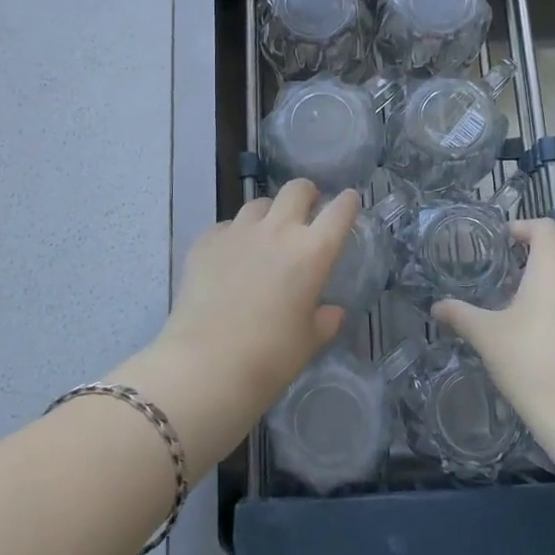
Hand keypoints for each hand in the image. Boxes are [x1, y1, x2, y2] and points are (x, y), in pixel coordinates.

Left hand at [118, 182, 356, 479]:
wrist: (206, 365)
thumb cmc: (270, 358)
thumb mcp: (308, 343)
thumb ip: (324, 321)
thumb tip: (331, 312)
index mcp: (313, 252)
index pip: (339, 211)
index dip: (347, 202)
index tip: (349, 201)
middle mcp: (278, 231)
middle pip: (297, 189)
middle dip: (306, 194)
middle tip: (306, 210)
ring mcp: (238, 232)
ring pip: (258, 204)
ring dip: (269, 213)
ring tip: (265, 234)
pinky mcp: (206, 242)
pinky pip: (226, 226)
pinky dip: (234, 236)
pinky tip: (230, 257)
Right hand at [433, 219, 554, 432]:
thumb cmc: (533, 361)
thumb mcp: (489, 336)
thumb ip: (462, 315)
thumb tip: (437, 307)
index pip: (544, 228)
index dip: (523, 228)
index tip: (504, 241)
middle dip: (533, 265)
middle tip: (506, 283)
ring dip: (550, 291)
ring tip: (522, 314)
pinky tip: (545, 342)